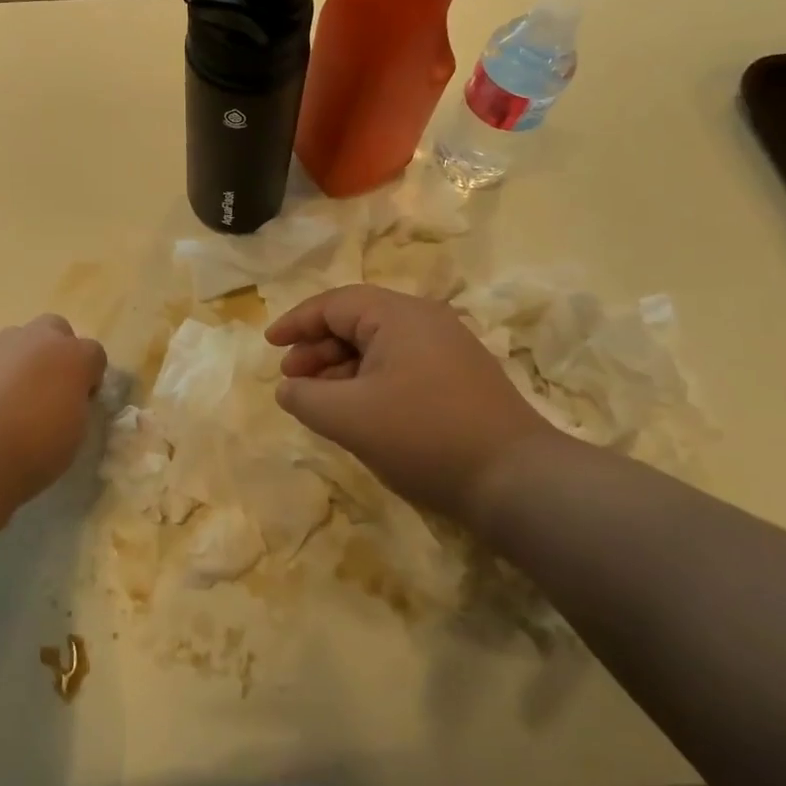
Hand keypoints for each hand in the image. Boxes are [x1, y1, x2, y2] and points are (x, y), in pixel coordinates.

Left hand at [0, 315, 107, 507]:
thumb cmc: (32, 450)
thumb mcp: (73, 435)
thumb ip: (75, 407)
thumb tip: (66, 400)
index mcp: (74, 357)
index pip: (95, 353)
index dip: (90, 377)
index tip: (82, 401)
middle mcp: (38, 340)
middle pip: (56, 329)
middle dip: (56, 351)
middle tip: (49, 388)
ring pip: (18, 342)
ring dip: (21, 362)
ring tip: (12, 401)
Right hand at [265, 285, 553, 526]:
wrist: (516, 480)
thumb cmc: (424, 436)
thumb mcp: (349, 418)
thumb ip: (306, 398)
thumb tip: (288, 388)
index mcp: (398, 314)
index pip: (333, 304)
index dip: (296, 323)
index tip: (269, 345)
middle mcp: (425, 320)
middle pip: (356, 321)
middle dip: (317, 348)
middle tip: (292, 379)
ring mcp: (447, 348)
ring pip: (379, 346)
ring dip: (342, 367)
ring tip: (320, 400)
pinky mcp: (460, 377)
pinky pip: (401, 365)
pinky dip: (370, 380)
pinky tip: (360, 411)